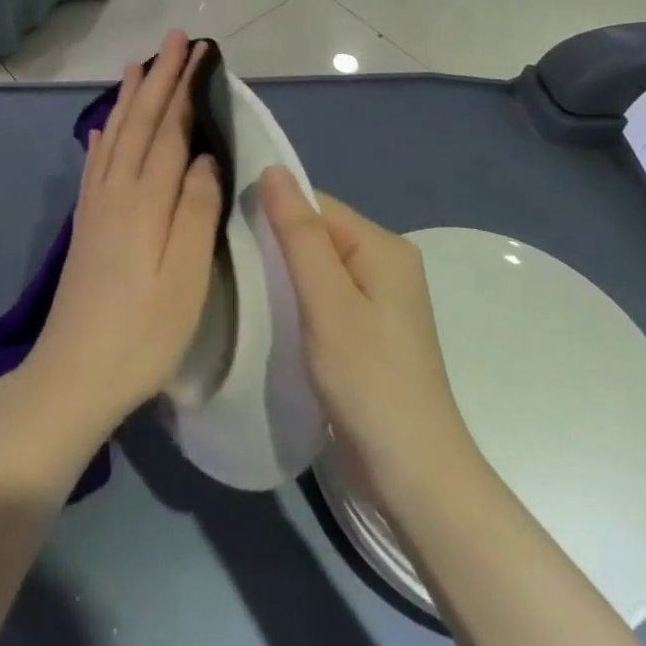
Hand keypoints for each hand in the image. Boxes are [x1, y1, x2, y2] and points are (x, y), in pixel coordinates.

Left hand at [18, 30, 223, 463]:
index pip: (169, 129)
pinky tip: (102, 127)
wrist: (73, 375)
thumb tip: (206, 157)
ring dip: (129, 98)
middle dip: (159, 78)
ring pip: (115, 135)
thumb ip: (197, 212)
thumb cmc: (142, 333)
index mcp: (146, 200)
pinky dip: (102, 138)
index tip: (197, 51)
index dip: (184, 88)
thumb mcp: (186, 279)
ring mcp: (96, 206)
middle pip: (140, 122)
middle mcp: (116, 190)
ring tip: (137, 65)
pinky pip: (94, 164)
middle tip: (174, 40)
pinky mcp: (85, 224)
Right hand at [261, 168, 475, 507]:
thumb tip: (273, 168)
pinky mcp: (371, 330)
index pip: (316, 205)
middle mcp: (387, 262)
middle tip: (233, 268)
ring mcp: (381, 299)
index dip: (273, 215)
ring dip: (285, 276)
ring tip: (246, 291)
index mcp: (383, 245)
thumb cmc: (368, 380)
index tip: (230, 235)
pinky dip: (299, 300)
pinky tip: (275, 317)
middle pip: (318, 233)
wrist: (415, 477)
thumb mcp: (327, 301)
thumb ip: (299, 233)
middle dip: (277, 246)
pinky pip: (326, 295)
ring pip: (318, 266)